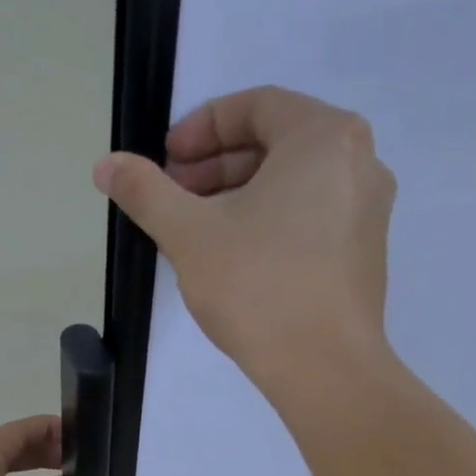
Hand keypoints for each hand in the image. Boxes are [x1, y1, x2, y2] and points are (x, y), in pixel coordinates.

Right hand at [92, 85, 396, 408]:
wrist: (324, 368)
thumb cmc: (258, 286)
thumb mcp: (188, 233)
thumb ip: (145, 190)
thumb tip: (106, 164)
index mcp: (324, 137)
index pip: (255, 106)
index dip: (200, 127)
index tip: (166, 160)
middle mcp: (359, 161)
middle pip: (276, 144)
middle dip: (216, 166)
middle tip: (174, 196)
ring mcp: (369, 210)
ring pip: (294, 184)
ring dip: (239, 196)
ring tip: (197, 230)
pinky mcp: (365, 254)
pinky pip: (311, 217)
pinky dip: (270, 222)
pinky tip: (236, 259)